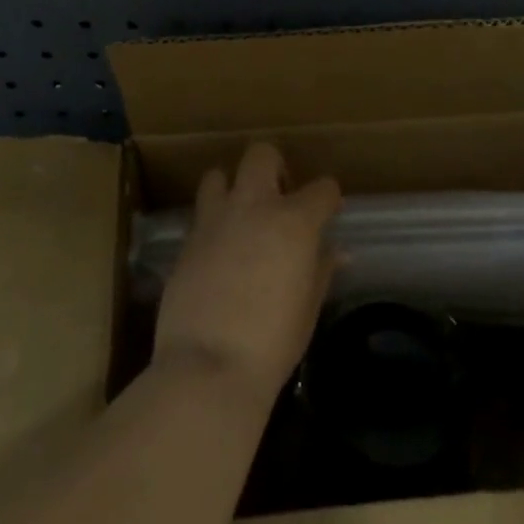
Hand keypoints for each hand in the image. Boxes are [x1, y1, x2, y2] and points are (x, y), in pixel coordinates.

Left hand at [154, 144, 341, 410]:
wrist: (207, 368)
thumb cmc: (272, 343)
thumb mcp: (309, 307)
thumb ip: (322, 269)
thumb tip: (337, 251)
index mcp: (294, 221)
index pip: (323, 187)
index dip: (328, 198)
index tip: (328, 212)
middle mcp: (254, 206)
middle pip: (262, 154)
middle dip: (274, 166)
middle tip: (278, 196)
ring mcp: (215, 220)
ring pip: (218, 175)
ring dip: (231, 187)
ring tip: (239, 215)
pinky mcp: (186, 242)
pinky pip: (200, 215)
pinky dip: (212, 223)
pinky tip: (218, 250)